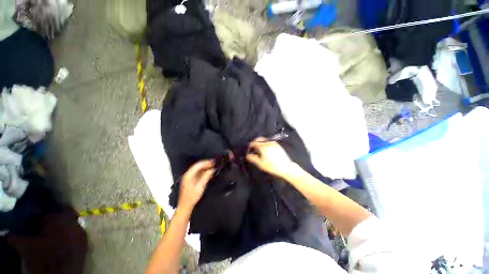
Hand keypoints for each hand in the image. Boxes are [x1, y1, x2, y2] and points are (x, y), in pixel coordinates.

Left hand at [178, 160, 214, 213]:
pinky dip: (204, 172)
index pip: (198, 165)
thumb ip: (206, 176)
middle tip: (215, 164)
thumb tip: (213, 169)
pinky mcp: (191, 181)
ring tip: (213, 167)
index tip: (213, 162)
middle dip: (206, 164)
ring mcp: (189, 177)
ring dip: (206, 167)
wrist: (185, 207)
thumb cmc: (192, 197)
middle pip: (198, 166)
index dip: (206, 162)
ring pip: (198, 169)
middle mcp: (188, 174)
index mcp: (188, 175)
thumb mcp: (200, 186)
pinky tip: (209, 172)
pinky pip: (198, 173)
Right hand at [246, 137, 295, 178]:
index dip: (250, 146)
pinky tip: (266, 150)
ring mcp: (274, 143)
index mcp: (263, 146)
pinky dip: (265, 143)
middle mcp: (268, 143)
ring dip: (260, 142)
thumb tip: (247, 155)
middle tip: (253, 148)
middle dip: (255, 142)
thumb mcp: (260, 163)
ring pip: (264, 140)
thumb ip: (252, 158)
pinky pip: (269, 142)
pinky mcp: (278, 145)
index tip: (249, 150)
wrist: (286, 167)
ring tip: (259, 149)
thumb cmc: (272, 166)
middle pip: (259, 139)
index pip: (253, 142)